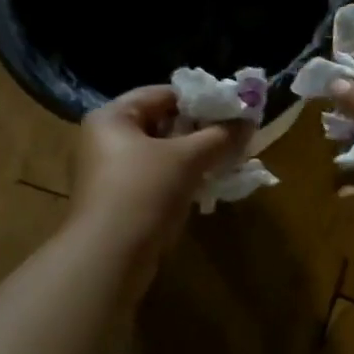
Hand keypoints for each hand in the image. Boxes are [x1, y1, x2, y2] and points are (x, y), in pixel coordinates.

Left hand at [70, 87, 245, 260]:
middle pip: (161, 123)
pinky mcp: (116, 202)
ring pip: (159, 154)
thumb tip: (249, 120)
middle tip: (233, 137)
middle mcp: (104, 139)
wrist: (108, 258)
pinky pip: (154, 179)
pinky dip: (178, 179)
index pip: (163, 94)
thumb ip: (220, 136)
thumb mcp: (187, 158)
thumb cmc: (143, 192)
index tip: (232, 110)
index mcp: (112, 117)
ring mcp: (107, 173)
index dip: (200, 100)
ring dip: (192, 157)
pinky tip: (204, 187)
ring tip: (225, 161)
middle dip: (199, 131)